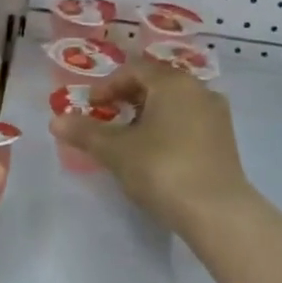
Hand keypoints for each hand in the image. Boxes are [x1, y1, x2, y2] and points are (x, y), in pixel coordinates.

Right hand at [48, 60, 252, 238]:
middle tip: (107, 120)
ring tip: (129, 139)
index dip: (108, 86)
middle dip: (128, 99)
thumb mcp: (116, 151)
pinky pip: (190, 122)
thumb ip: (85, 132)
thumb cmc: (162, 169)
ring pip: (175, 104)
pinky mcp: (225, 140)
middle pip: (156, 84)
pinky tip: (157, 154)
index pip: (134, 70)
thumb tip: (55, 120)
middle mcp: (199, 89)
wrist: (218, 212)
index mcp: (173, 82)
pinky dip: (169, 129)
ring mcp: (216, 115)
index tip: (91, 107)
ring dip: (148, 115)